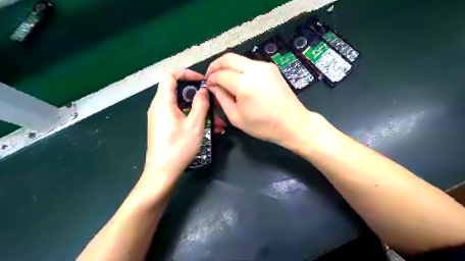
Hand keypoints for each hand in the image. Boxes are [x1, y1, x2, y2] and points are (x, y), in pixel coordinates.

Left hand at [145, 68, 226, 180]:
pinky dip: (194, 118)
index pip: (170, 75)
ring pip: (183, 106)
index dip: (187, 73)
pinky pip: (180, 116)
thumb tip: (203, 90)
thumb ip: (201, 104)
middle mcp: (159, 106)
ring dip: (200, 110)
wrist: (162, 173)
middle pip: (178, 91)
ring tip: (219, 122)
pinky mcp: (165, 126)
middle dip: (199, 95)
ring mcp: (162, 117)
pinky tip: (211, 129)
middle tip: (214, 102)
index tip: (202, 81)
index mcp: (163, 102)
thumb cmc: (179, 147)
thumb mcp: (195, 125)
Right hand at [206, 53, 307, 145]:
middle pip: (228, 58)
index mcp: (244, 84)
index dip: (211, 79)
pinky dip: (240, 68)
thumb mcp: (236, 117)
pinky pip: (249, 63)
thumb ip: (221, 98)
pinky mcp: (271, 67)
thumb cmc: (263, 126)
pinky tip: (239, 80)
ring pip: (238, 58)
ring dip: (228, 66)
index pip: (220, 74)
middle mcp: (254, 69)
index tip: (207, 85)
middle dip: (215, 65)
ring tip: (223, 79)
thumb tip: (213, 86)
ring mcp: (264, 66)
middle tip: (210, 76)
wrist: (292, 123)